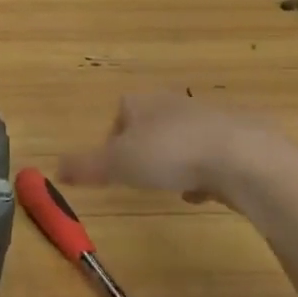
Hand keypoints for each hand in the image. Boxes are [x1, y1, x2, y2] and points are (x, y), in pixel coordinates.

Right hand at [59, 94, 280, 207]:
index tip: (114, 165)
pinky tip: (205, 193)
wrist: (243, 158)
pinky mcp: (242, 138)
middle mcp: (175, 103)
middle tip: (142, 176)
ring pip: (184, 138)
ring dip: (176, 160)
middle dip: (146, 148)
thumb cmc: (170, 154)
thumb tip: (54, 169)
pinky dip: (206, 172)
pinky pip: (214, 154)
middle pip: (152, 123)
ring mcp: (211, 118)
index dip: (113, 137)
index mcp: (142, 102)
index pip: (120, 112)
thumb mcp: (117, 164)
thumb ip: (85, 166)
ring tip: (174, 188)